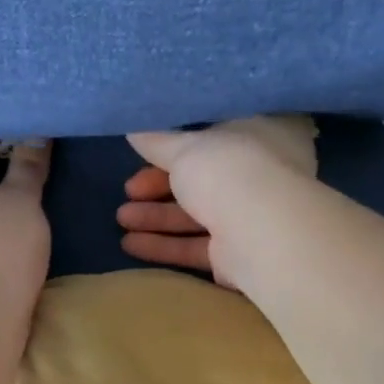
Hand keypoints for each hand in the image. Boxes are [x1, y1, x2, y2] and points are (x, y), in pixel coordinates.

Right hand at [117, 116, 316, 286]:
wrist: (260, 233)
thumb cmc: (228, 170)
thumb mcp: (185, 147)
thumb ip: (157, 142)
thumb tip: (134, 129)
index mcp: (261, 134)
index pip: (216, 135)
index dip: (177, 146)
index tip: (145, 154)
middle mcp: (261, 175)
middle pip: (201, 180)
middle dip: (159, 187)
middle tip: (128, 191)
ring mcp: (251, 217)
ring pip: (196, 215)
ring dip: (156, 217)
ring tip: (121, 219)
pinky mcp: (237, 255)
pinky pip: (196, 246)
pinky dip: (165, 245)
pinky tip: (131, 244)